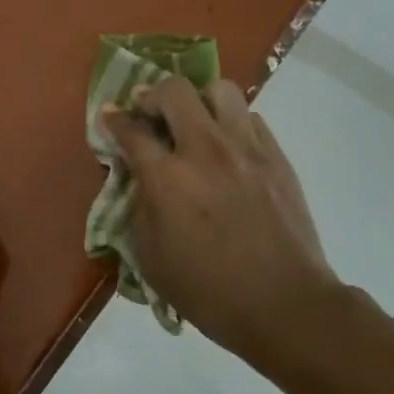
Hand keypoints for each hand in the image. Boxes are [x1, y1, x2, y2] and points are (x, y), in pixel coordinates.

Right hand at [101, 76, 340, 357]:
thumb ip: (140, 208)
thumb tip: (143, 178)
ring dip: (198, 100)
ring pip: (220, 90)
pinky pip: (250, 117)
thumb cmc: (209, 291)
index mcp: (168, 178)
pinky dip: (232, 122)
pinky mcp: (276, 156)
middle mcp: (205, 150)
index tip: (109, 115)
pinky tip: (229, 146)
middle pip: (174, 91)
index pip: (131, 131)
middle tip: (149, 112)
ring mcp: (246, 148)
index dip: (114, 119)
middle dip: (153, 94)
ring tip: (194, 121)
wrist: (284, 303)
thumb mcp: (151, 258)